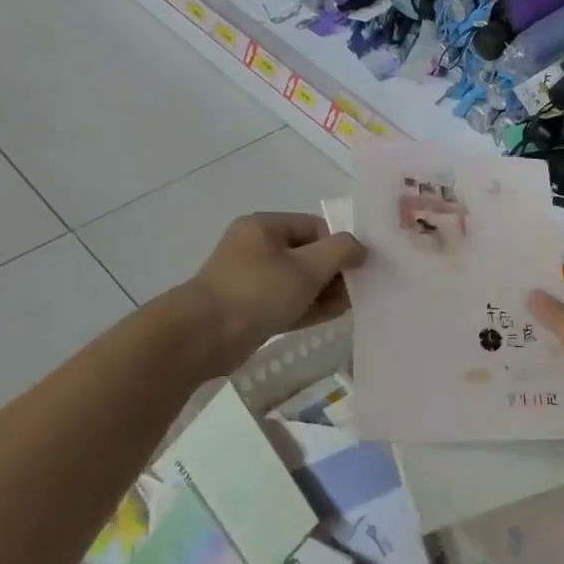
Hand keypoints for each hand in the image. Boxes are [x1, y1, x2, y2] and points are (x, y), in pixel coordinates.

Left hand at [178, 213, 365, 376]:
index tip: (356, 270)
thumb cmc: (258, 292)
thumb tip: (360, 248)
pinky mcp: (250, 308)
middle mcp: (256, 247)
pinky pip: (287, 301)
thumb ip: (341, 251)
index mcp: (265, 227)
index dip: (339, 246)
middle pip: (309, 254)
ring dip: (324, 292)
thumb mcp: (308, 267)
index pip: (316, 227)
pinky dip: (308, 306)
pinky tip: (331, 316)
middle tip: (355, 292)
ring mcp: (251, 279)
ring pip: (299, 280)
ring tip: (347, 307)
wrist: (203, 337)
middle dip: (334, 273)